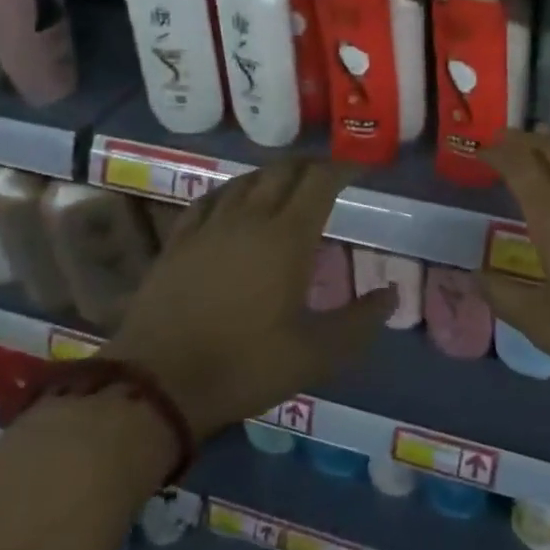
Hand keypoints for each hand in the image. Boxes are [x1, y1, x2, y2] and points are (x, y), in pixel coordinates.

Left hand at [106, 160, 393, 438]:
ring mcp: (208, 227)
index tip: (360, 169)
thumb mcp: (317, 353)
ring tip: (288, 185)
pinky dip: (233, 191)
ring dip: (273, 175)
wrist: (158, 383)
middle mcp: (249, 219)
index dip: (343, 168)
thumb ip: (360, 321)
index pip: (319, 181)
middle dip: (311, 166)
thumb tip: (392, 293)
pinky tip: (234, 202)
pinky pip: (210, 199)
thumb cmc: (245, 366)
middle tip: (330, 176)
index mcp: (287, 237)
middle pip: (283, 172)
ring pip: (245, 181)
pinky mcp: (178, 242)